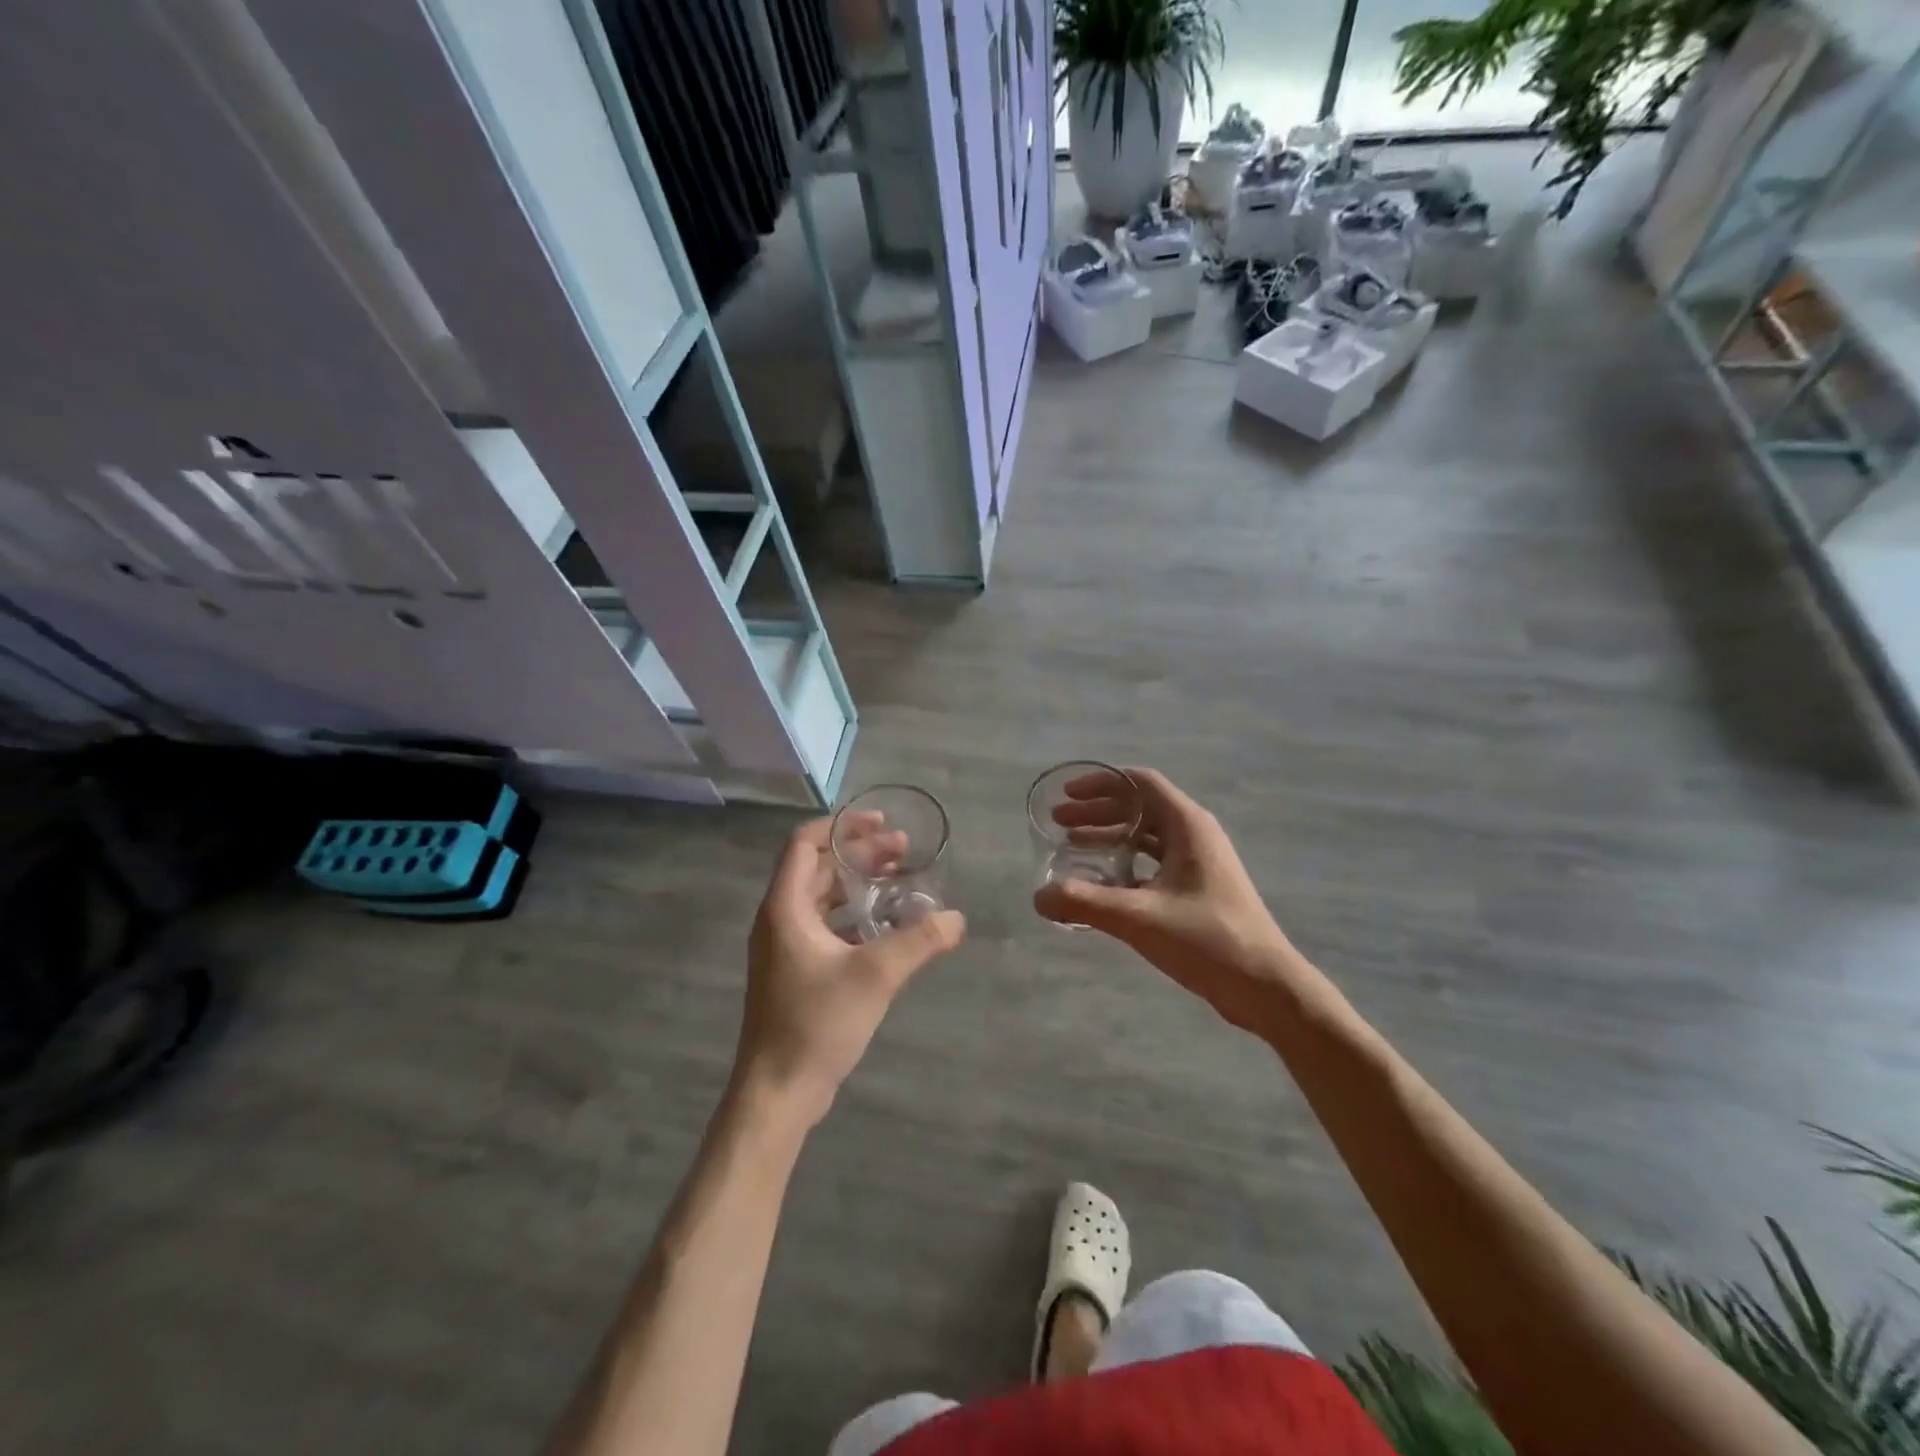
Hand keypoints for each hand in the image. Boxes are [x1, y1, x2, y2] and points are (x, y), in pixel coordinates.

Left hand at [735, 814, 965, 1126]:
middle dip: (860, 853)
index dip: (841, 826)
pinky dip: (855, 914)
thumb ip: (918, 941)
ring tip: (900, 878)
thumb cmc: (816, 1024)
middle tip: (904, 850)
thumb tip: (957, 918)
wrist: (777, 1092)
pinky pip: (826, 925)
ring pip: (823, 897)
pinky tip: (888, 924)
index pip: (805, 843)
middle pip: (819, 867)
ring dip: (859, 883)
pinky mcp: (796, 971)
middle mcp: (780, 919)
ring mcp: (786, 947)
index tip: (879, 821)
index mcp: (785, 908)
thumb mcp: (874, 976)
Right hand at [1034, 767, 1295, 1033]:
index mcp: (1187, 825)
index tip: (1066, 795)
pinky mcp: (1199, 888)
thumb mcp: (1139, 917)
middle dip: (1097, 811)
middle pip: (1139, 807)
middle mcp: (1194, 834)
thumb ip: (1085, 903)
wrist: (1265, 986)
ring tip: (1071, 848)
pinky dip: (1125, 863)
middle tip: (1059, 823)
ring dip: (1109, 837)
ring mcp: (1199, 862)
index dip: (1100, 784)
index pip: (1139, 783)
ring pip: (1146, 836)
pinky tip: (1102, 884)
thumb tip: (1038, 897)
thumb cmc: (1206, 939)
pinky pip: (1154, 861)